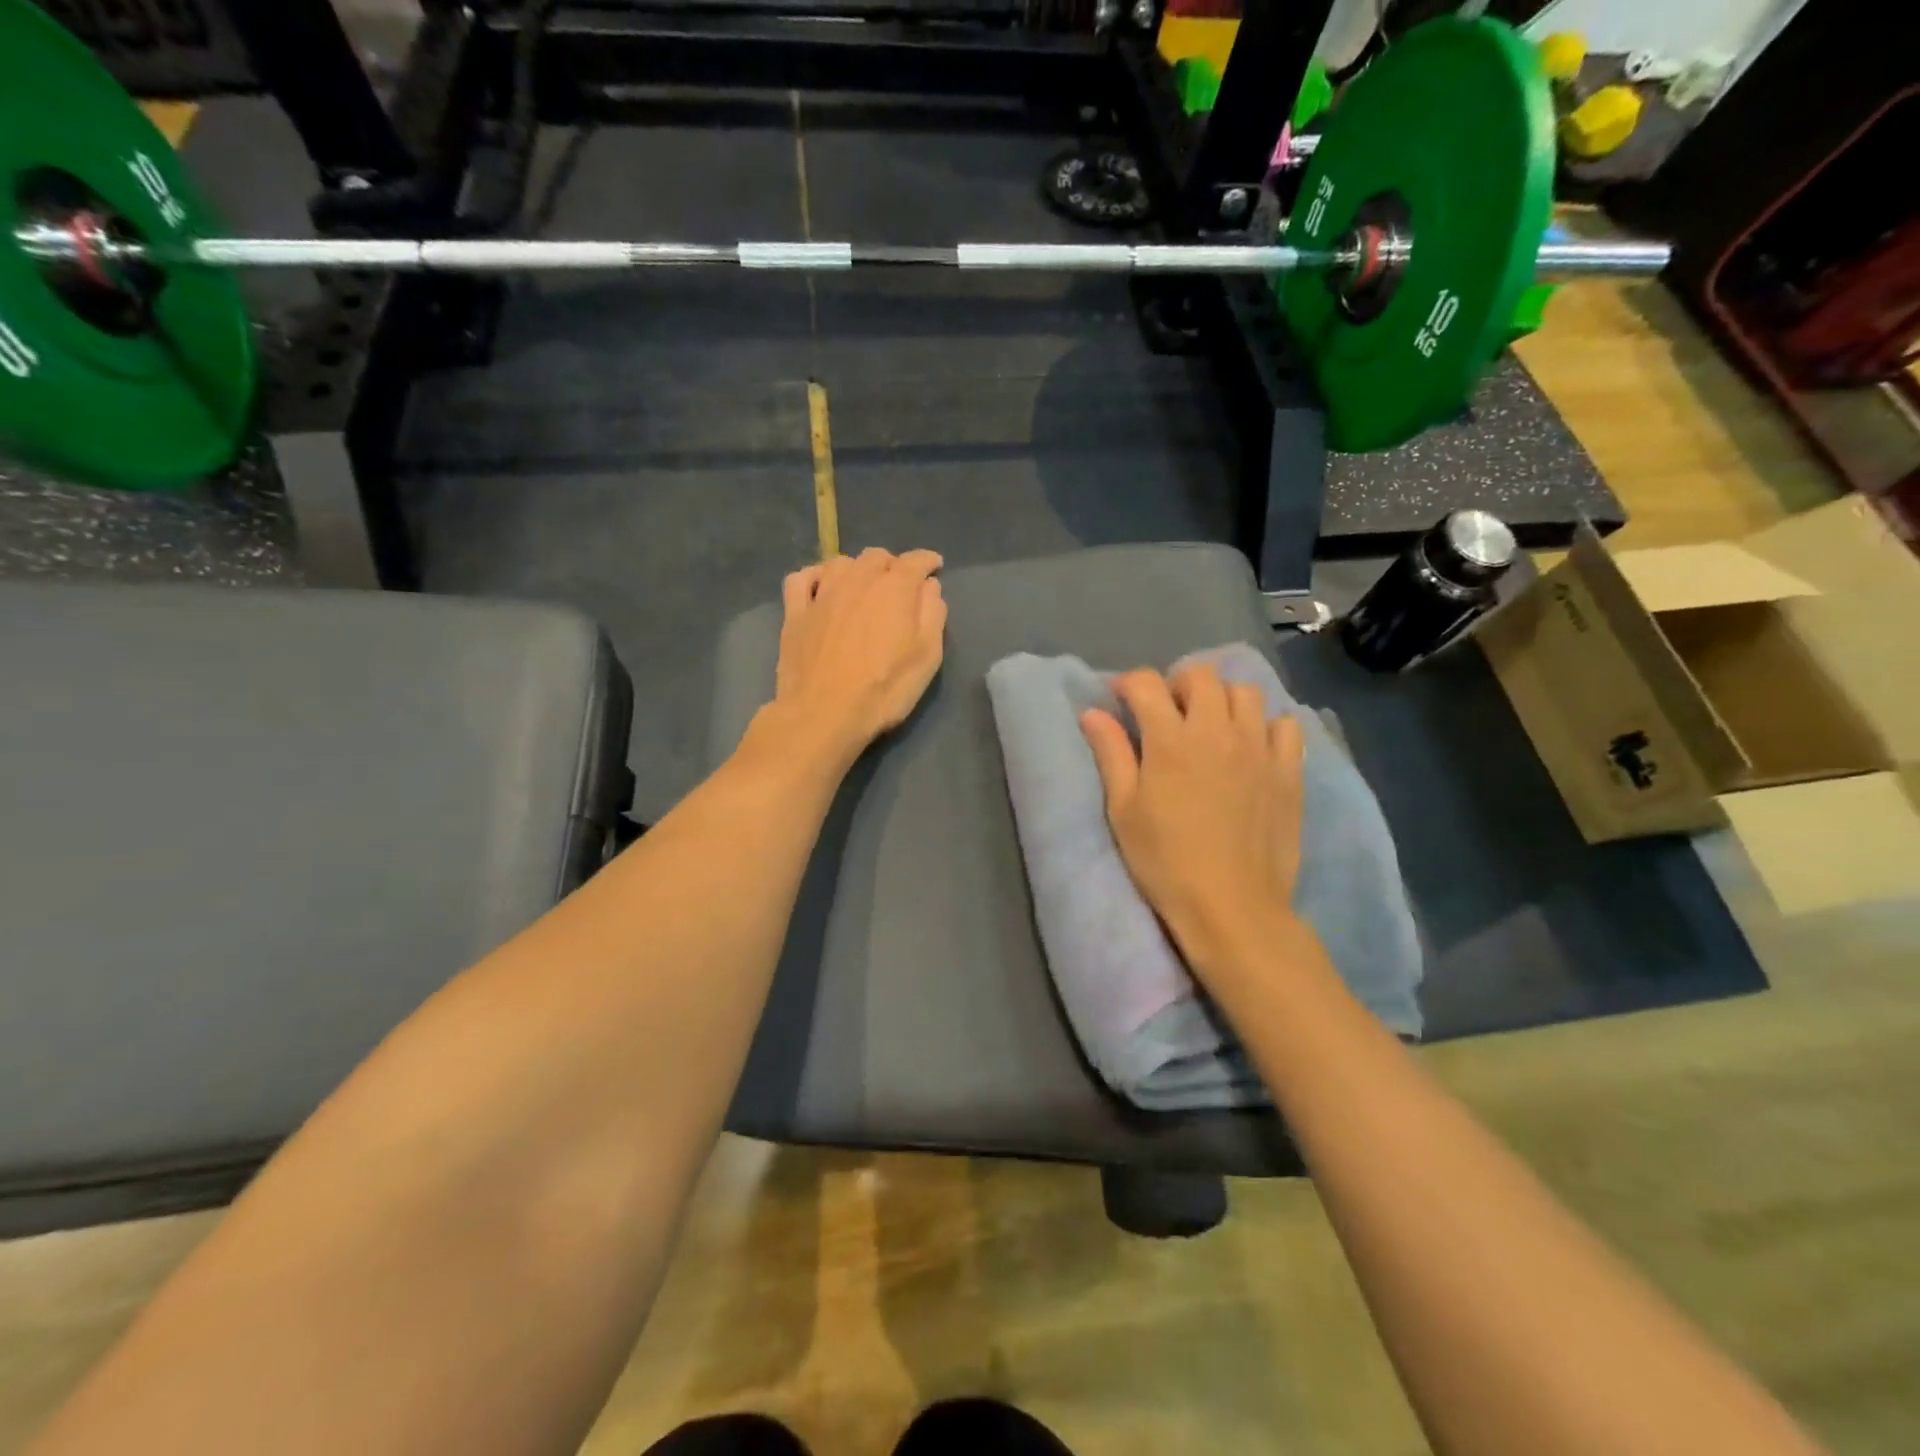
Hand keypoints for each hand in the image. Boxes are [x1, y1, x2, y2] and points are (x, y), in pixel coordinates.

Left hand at [766, 547, 946, 767]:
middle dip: (892, 565)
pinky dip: (814, 576)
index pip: (915, 561)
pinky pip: (801, 579)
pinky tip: (820, 588)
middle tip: (899, 585)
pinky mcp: (794, 613)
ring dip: (856, 569)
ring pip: (840, 563)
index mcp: (894, 588)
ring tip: (862, 587)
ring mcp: (821, 594)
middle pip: (876, 557)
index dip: (927, 561)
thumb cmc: (884, 689)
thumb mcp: (927, 656)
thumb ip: (932, 614)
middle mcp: (857, 580)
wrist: (824, 713)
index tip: (935, 566)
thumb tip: (929, 586)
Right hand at [1081, 665, 1304, 975]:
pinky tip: (1252, 747)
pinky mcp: (1289, 770)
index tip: (1120, 700)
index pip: (1147, 683)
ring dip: (1222, 699)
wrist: (1231, 906)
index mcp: (1170, 740)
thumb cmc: (1165, 861)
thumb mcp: (1124, 810)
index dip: (1128, 683)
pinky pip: (1285, 724)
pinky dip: (1266, 725)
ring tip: (1211, 727)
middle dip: (1177, 684)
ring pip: (1245, 692)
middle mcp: (1217, 731)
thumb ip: (1111, 754)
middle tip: (1168, 714)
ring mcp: (1259, 748)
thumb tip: (1092, 712)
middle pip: (1201, 676)